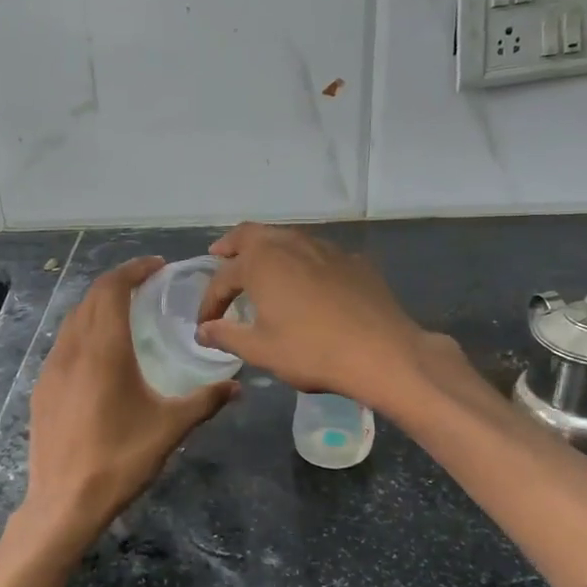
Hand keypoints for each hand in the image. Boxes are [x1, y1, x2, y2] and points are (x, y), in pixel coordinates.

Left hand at [22, 257, 235, 547]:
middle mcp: (73, 350)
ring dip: (99, 305)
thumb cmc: (120, 460)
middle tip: (147, 285)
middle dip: (118, 283)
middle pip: (91, 298)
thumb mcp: (170, 429)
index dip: (133, 270)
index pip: (112, 289)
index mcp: (104, 351)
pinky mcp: (42, 389)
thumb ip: (205, 402)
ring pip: (73, 320)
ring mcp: (52, 370)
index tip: (157, 266)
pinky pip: (64, 344)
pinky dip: (84, 331)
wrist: (64, 503)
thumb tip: (237, 386)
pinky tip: (101, 354)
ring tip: (126, 313)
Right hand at [195, 223, 434, 409]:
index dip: (210, 301)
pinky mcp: (354, 260)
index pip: (222, 278)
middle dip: (231, 246)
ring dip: (267, 250)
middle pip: (251, 235)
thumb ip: (227, 335)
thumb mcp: (261, 350)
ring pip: (287, 238)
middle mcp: (290, 243)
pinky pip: (317, 253)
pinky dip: (301, 262)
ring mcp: (326, 248)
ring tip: (260, 267)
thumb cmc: (312, 351)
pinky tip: (307, 282)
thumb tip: (203, 330)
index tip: (206, 324)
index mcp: (261, 262)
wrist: (382, 352)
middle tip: (219, 256)